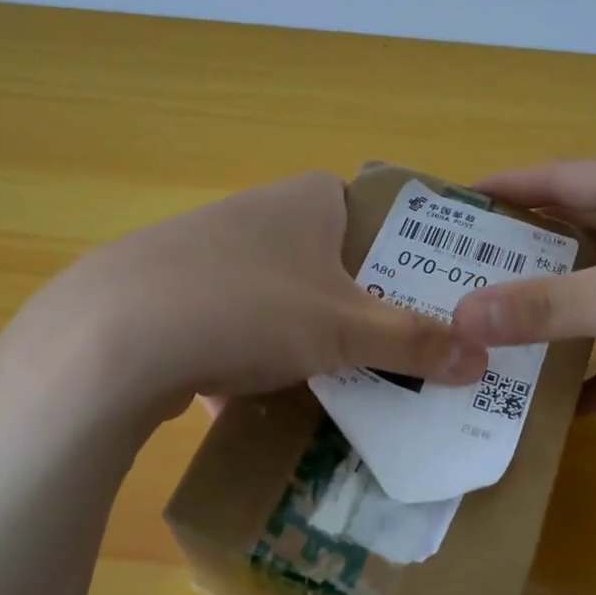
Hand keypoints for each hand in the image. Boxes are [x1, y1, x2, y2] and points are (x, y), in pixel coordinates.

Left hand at [0, 171, 487, 420]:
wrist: (112, 338)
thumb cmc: (249, 309)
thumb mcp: (345, 330)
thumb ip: (415, 342)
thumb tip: (484, 359)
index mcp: (309, 199)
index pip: (379, 216)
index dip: (409, 258)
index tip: (430, 305)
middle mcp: (260, 212)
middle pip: (333, 261)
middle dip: (363, 309)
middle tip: (397, 356)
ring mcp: (210, 250)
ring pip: (283, 295)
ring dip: (309, 336)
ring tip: (339, 384)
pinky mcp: (172, 291)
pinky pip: (236, 322)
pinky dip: (255, 353)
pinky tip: (262, 395)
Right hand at [450, 158, 595, 414]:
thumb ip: (544, 307)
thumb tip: (460, 318)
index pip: (553, 177)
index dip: (503, 189)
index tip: (453, 207)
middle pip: (578, 226)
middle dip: (526, 251)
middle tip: (469, 275)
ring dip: (567, 307)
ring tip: (509, 327)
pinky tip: (578, 401)